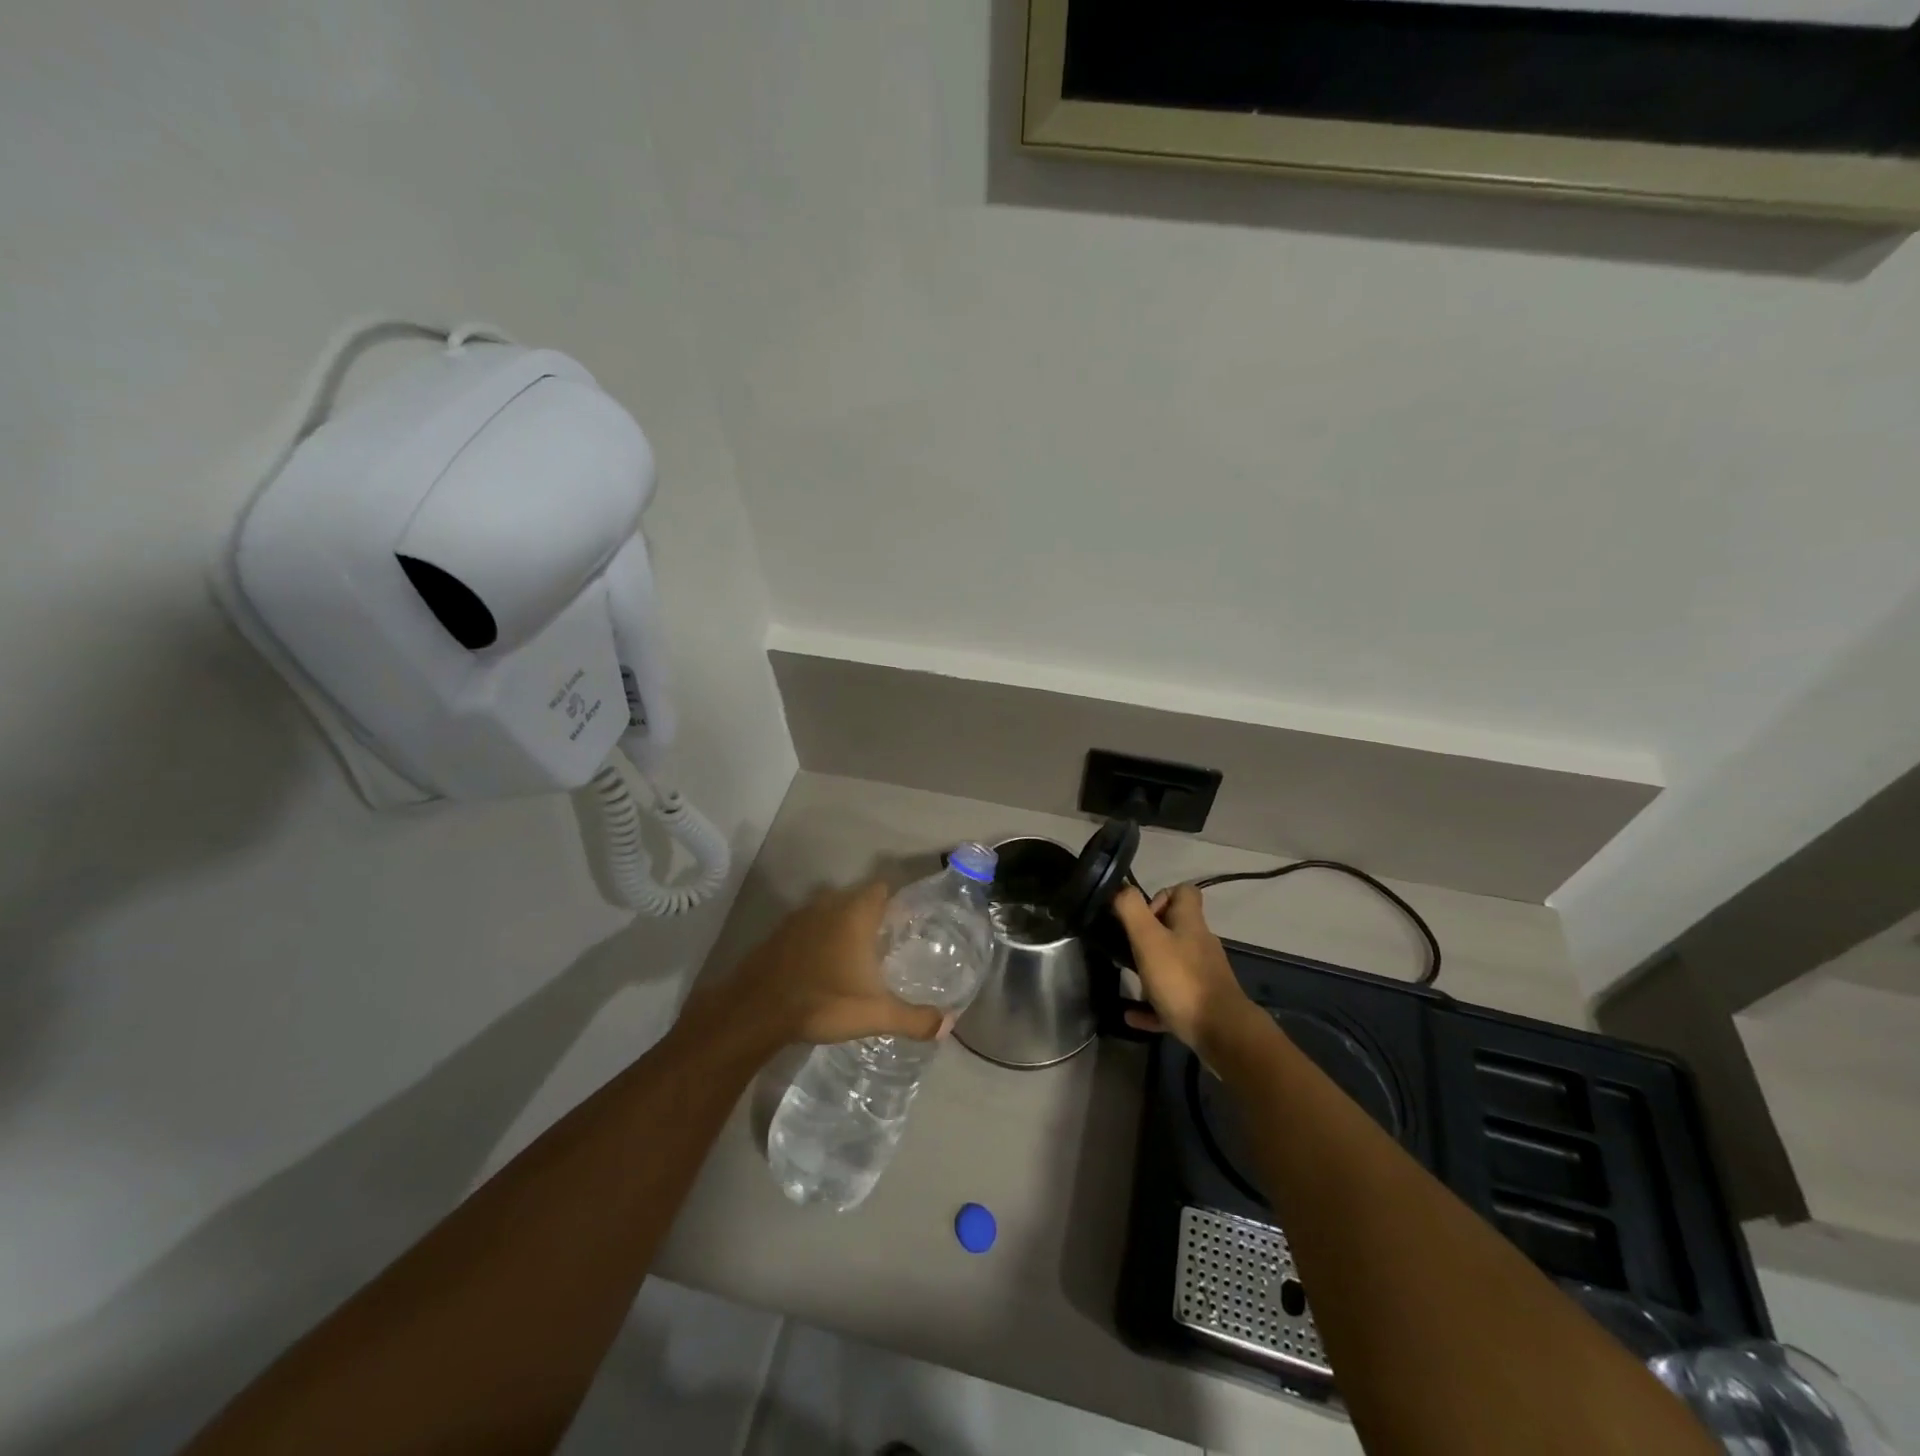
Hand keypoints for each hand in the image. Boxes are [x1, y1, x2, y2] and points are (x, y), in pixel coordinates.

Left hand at [694, 882, 945, 1049]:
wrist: (755, 1011)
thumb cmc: (823, 1002)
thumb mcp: (874, 1014)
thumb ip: (914, 1018)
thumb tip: (948, 1025)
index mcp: (855, 914)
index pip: (882, 888)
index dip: (896, 902)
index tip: (906, 924)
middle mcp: (828, 905)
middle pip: (857, 899)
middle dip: (871, 917)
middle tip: (885, 946)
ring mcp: (799, 917)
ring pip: (830, 912)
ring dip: (841, 928)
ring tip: (854, 958)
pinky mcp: (777, 934)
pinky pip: (807, 928)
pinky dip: (817, 940)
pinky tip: (820, 968)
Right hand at [1110, 884, 1256, 1052]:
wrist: (1222, 1032)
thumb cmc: (1181, 979)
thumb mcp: (1148, 939)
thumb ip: (1132, 910)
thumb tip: (1121, 888)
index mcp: (1190, 924)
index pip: (1185, 892)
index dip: (1161, 895)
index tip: (1142, 915)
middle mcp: (1200, 944)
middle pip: (1177, 928)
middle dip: (1150, 935)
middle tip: (1128, 947)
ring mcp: (1203, 975)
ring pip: (1174, 963)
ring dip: (1150, 969)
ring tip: (1128, 977)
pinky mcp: (1201, 1004)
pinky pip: (1172, 997)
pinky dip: (1152, 1004)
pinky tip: (1131, 1015)